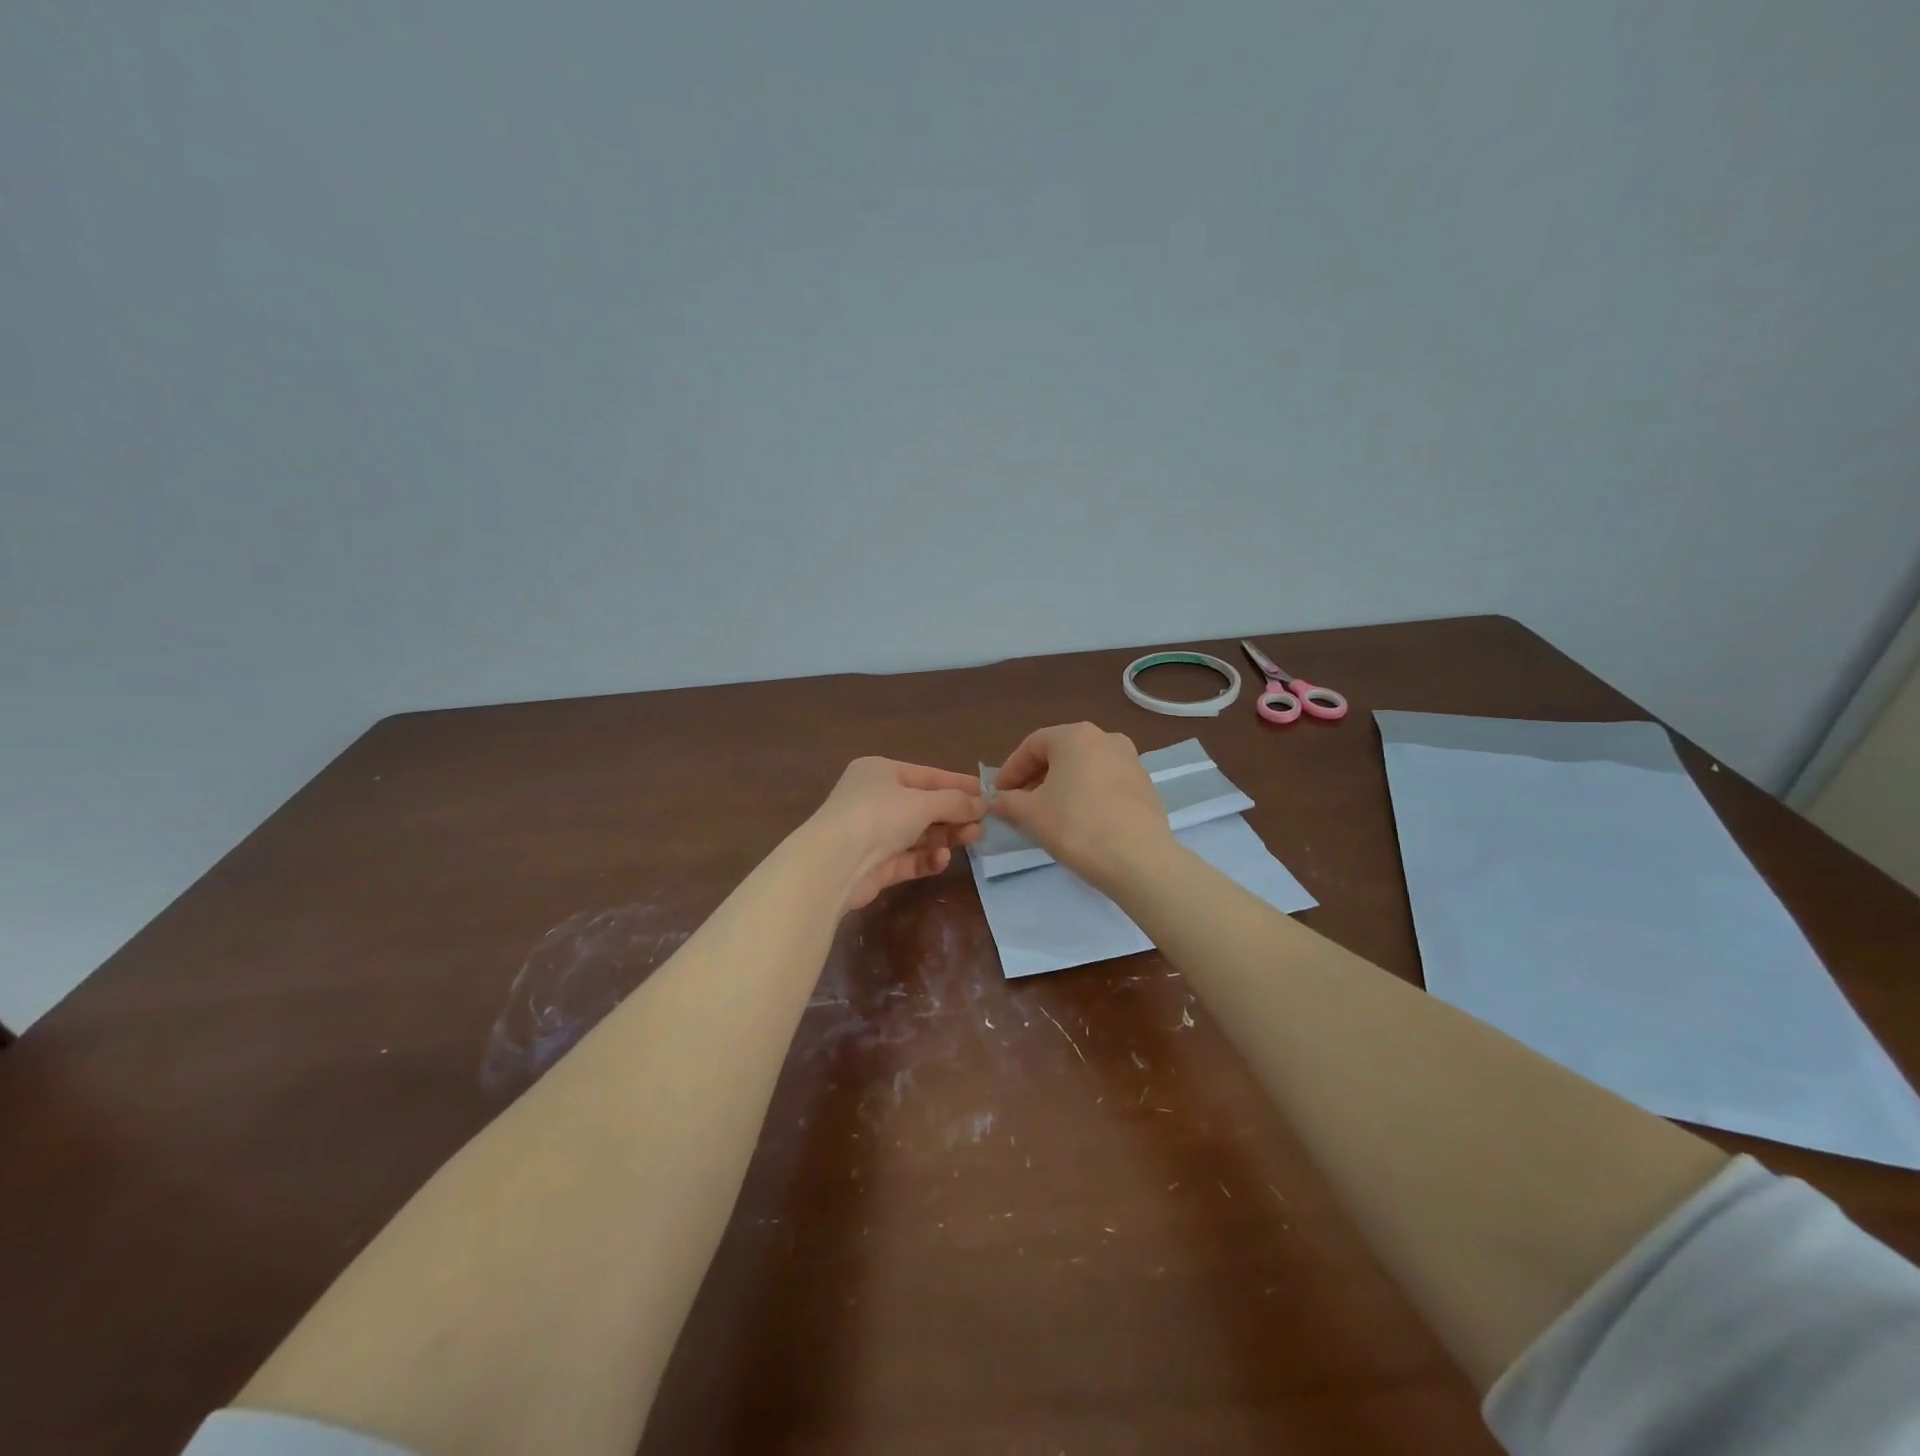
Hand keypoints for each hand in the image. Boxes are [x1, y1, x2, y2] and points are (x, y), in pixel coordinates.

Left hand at [807, 757, 986, 911]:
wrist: (834, 864)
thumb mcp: (922, 803)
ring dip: (944, 836)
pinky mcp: (874, 865)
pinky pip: (907, 858)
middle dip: (953, 815)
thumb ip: (955, 803)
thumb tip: (984, 803)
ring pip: (917, 833)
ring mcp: (872, 833)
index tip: (987, 794)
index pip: (927, 775)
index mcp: (880, 772)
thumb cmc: (878, 816)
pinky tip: (942, 859)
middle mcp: (874, 799)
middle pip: (923, 806)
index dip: (958, 785)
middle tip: (982, 824)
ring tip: (971, 839)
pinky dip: (926, 858)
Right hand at [990, 723, 1171, 885]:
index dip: (1010, 770)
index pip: (1032, 745)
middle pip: (1060, 754)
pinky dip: (1086, 795)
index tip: (998, 794)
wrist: (1139, 859)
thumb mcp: (1030, 815)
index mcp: (1075, 735)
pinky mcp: (1145, 786)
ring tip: (1048, 815)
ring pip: (1084, 768)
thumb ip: (1008, 802)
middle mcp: (1106, 738)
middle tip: (1020, 805)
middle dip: (1036, 778)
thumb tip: (997, 801)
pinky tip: (1079, 822)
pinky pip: (1105, 783)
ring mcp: (1131, 760)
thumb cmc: (1076, 825)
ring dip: (1061, 787)